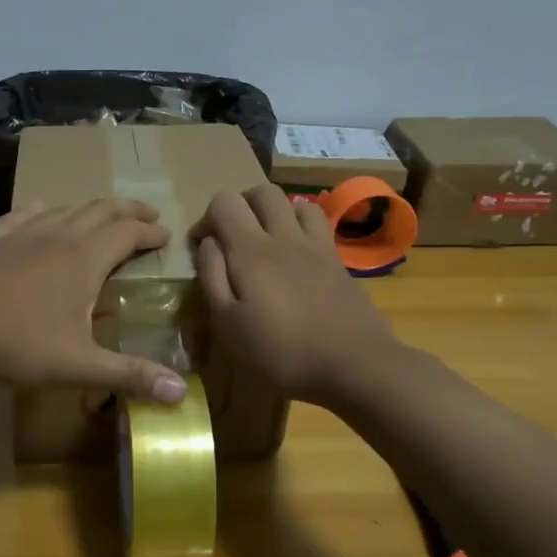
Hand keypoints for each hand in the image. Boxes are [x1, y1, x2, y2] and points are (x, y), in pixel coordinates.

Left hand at [0, 198, 188, 402]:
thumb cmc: (17, 345)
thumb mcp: (79, 366)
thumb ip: (130, 375)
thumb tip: (181, 393)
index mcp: (85, 259)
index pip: (128, 233)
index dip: (151, 233)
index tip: (166, 236)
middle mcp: (58, 236)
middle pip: (102, 210)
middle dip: (129, 211)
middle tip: (148, 217)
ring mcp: (22, 233)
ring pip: (65, 209)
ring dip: (90, 210)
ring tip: (102, 219)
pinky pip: (24, 214)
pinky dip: (42, 210)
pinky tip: (41, 211)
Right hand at [190, 184, 397, 404]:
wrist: (354, 365)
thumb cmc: (281, 352)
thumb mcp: (228, 324)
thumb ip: (212, 277)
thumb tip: (208, 243)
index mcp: (251, 250)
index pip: (224, 201)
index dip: (206, 218)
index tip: (201, 248)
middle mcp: (285, 236)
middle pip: (261, 192)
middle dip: (240, 206)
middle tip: (232, 237)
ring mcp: (316, 245)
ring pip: (294, 202)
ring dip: (274, 212)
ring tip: (266, 241)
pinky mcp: (338, 260)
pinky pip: (318, 223)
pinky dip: (300, 226)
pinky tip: (296, 255)